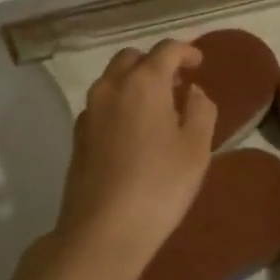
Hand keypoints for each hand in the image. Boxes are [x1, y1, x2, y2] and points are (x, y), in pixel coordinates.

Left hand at [52, 40, 216, 279]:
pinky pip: (102, 103)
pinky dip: (120, 103)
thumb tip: (192, 92)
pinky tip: (134, 131)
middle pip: (132, 58)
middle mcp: (111, 87)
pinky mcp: (78, 135)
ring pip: (113, 79)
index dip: (186, 51)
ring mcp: (89, 110)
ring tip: (158, 107)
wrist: (103, 230)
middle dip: (156, 63)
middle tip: (177, 84)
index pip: (166, 49)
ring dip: (135, 81)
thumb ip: (201, 110)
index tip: (199, 63)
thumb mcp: (196, 149)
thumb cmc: (160, 186)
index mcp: (143, 82)